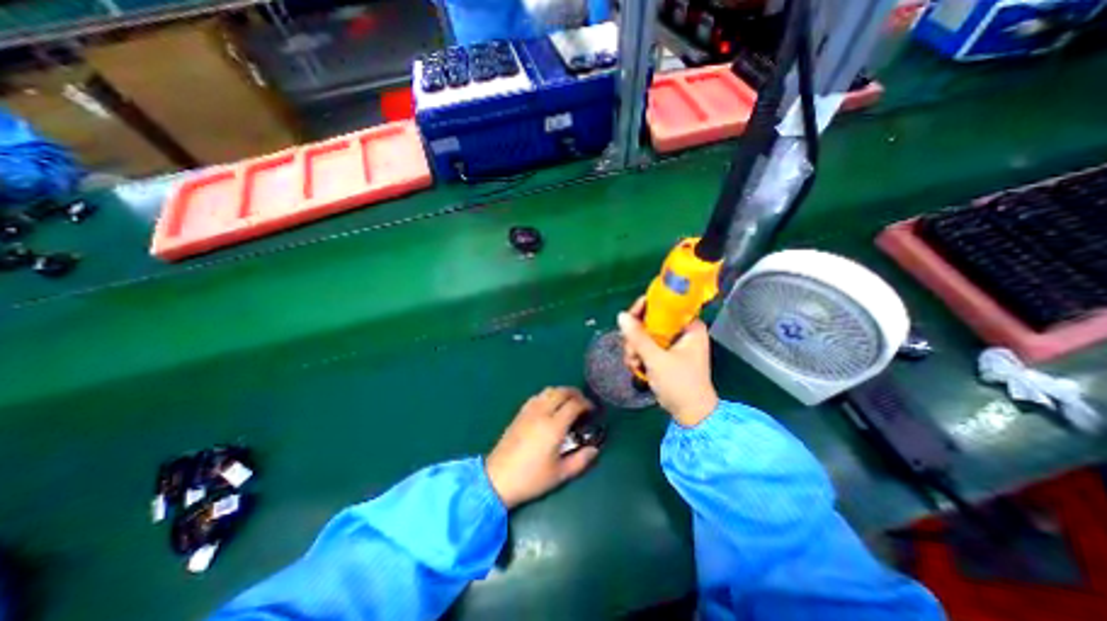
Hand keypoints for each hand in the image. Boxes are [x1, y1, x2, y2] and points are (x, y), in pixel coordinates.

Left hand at [486, 388, 602, 509]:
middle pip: (561, 392)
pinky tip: (550, 406)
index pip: (574, 404)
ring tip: (568, 402)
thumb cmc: (531, 479)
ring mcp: (529, 411)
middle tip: (583, 403)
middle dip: (575, 393)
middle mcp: (542, 413)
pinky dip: (548, 395)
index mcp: (554, 426)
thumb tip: (594, 449)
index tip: (592, 410)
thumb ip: (581, 460)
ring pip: (548, 391)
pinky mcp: (519, 413)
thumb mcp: (560, 474)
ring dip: (561, 392)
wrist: (497, 478)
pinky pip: (537, 396)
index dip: (586, 404)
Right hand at [615, 297, 719, 426]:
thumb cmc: (680, 384)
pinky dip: (639, 355)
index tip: (630, 318)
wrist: (690, 414)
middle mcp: (682, 331)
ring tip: (634, 363)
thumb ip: (638, 337)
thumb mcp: (657, 359)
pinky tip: (636, 367)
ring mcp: (674, 344)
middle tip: (631, 350)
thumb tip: (621, 315)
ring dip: (635, 348)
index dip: (646, 308)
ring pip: (646, 334)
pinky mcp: (666, 355)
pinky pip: (647, 346)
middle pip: (651, 320)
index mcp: (690, 326)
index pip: (665, 305)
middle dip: (636, 336)